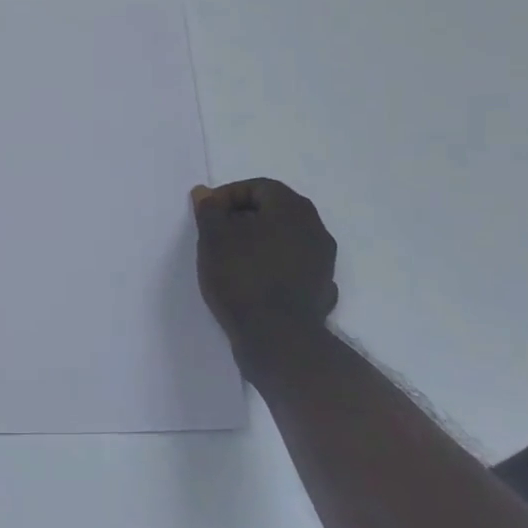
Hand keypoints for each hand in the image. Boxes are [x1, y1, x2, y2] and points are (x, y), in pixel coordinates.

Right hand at [191, 178, 338, 379]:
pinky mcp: (321, 289)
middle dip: (243, 218)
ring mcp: (323, 261)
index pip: (258, 186)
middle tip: (216, 235)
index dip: (228, 196)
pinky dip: (273, 267)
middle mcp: (315, 228)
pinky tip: (255, 283)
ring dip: (259, 243)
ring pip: (285, 239)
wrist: (279, 340)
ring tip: (231, 260)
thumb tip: (205, 193)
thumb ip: (209, 211)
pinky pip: (294, 267)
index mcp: (292, 209)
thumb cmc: (243, 278)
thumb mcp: (214, 238)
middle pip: (275, 211)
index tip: (208, 215)